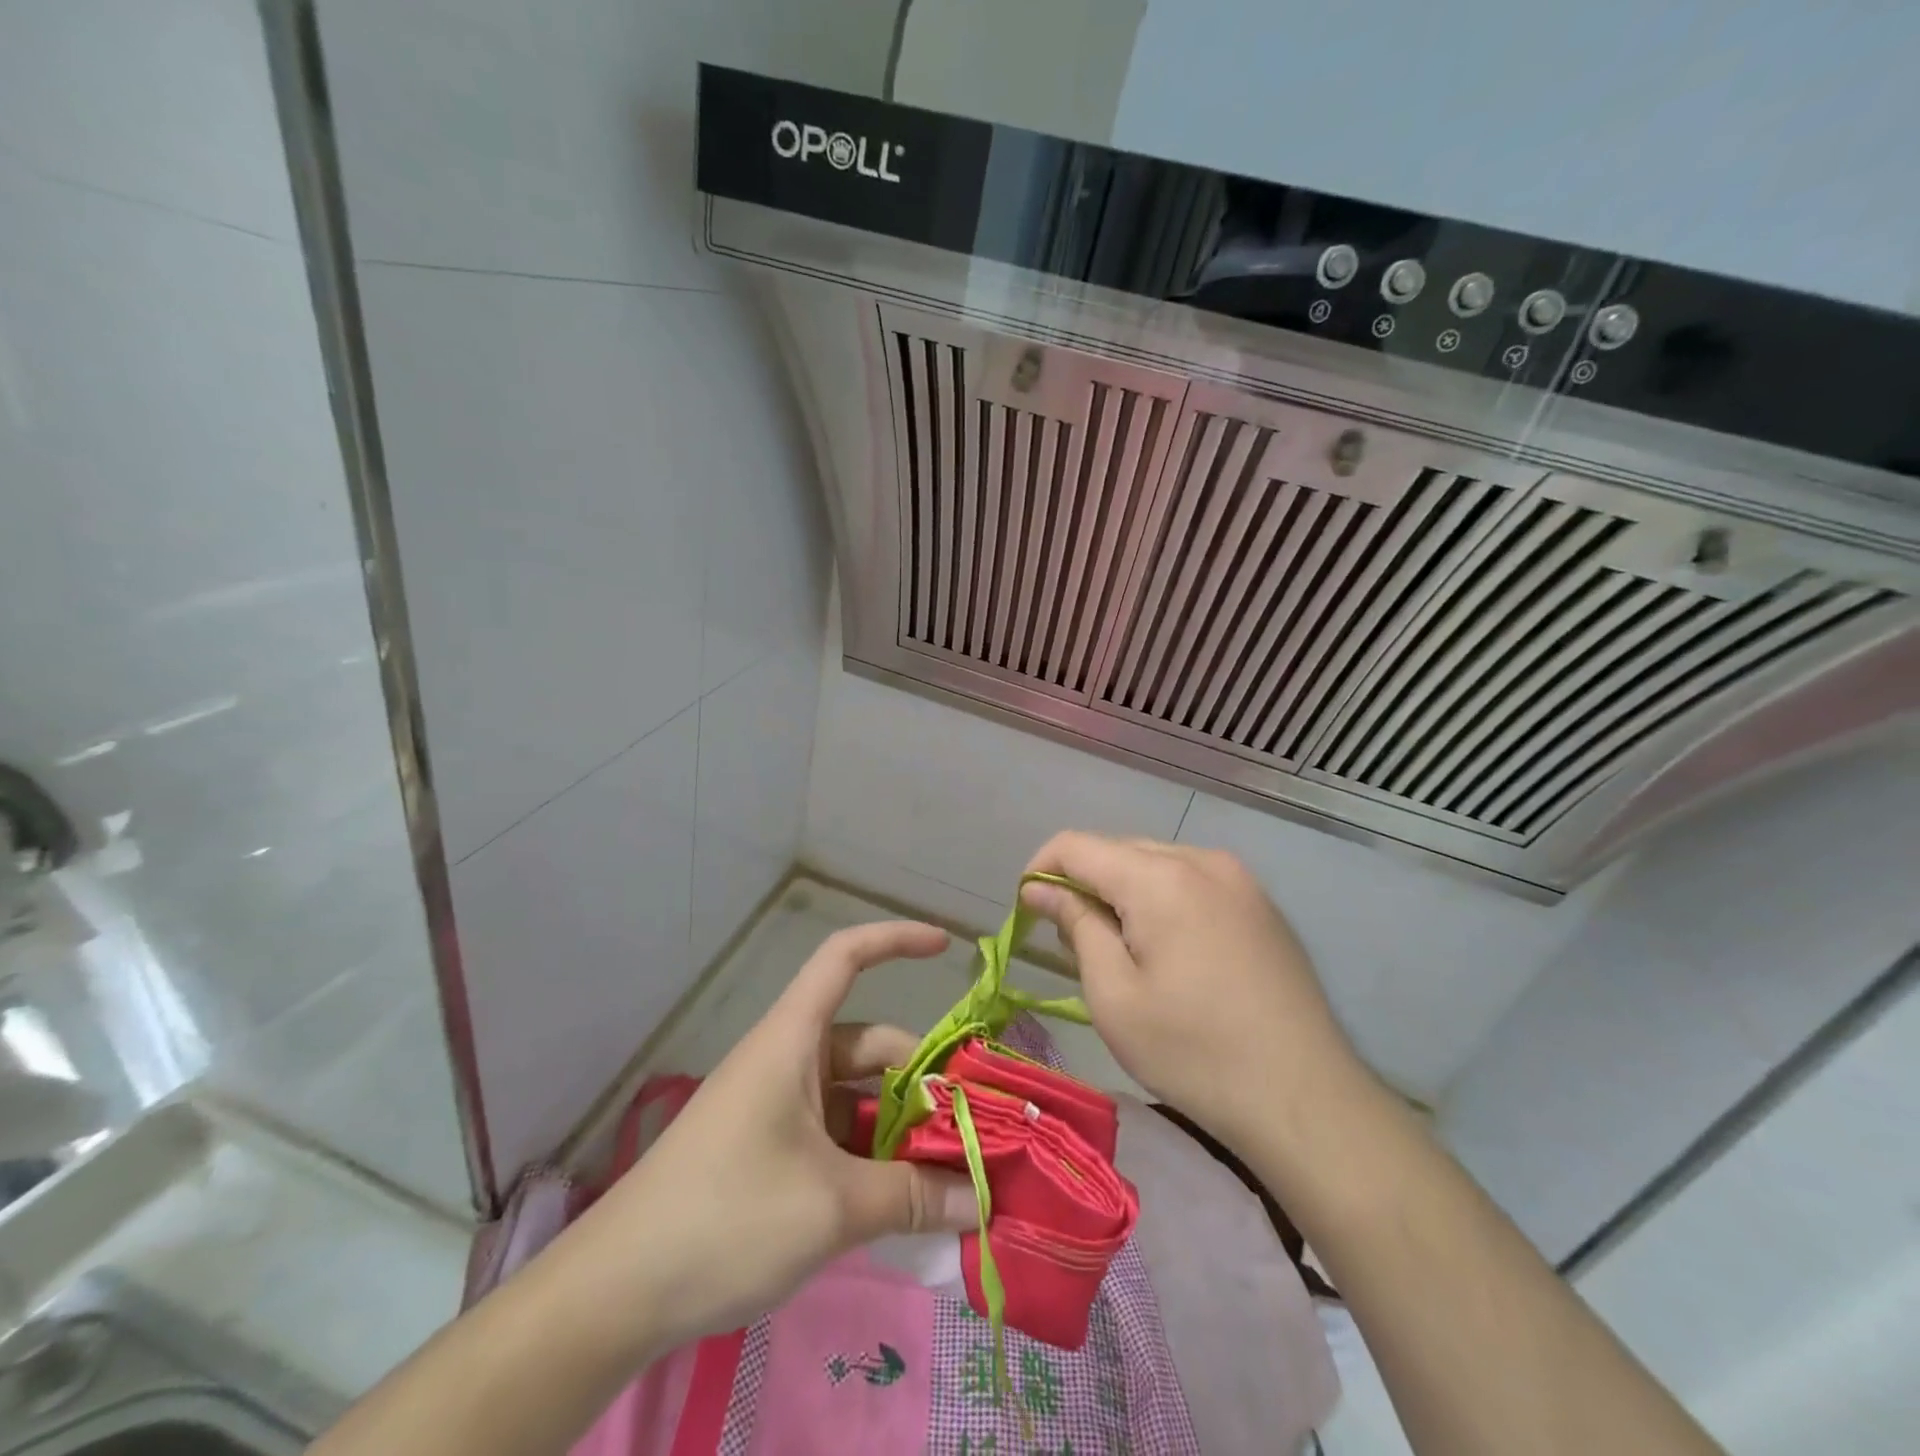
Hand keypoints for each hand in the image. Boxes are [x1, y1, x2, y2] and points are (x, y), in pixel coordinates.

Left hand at [561, 921, 979, 1356]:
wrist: (615, 1294)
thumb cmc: (727, 1218)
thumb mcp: (832, 1207)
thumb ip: (911, 1196)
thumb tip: (978, 1199)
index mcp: (793, 1040)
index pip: (845, 956)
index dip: (895, 939)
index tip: (945, 948)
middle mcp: (786, 1060)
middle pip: (868, 1044)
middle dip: (920, 1078)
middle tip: (971, 1127)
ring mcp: (774, 1106)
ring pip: (854, 1095)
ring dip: (897, 1127)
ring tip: (945, 1175)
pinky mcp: (766, 1150)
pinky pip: (833, 1133)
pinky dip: (868, 1156)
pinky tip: (896, 1202)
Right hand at [1021, 833, 1374, 1153]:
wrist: (1305, 1098)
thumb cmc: (1193, 1052)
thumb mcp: (1114, 995)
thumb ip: (1076, 926)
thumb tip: (1040, 887)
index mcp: (1160, 877)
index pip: (1077, 845)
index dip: (1041, 869)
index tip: (1027, 911)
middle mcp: (1201, 860)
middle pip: (1118, 849)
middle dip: (1083, 882)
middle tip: (1072, 941)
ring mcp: (1238, 879)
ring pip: (1156, 862)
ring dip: (1123, 891)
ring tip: (1119, 948)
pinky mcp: (1260, 903)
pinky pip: (1192, 880)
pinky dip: (1162, 898)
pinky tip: (1168, 948)